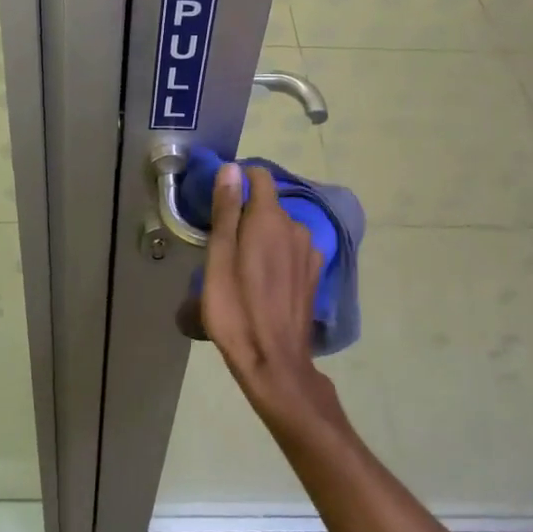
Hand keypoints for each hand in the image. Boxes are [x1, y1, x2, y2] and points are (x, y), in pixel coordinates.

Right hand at [200, 163, 346, 434]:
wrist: (275, 362)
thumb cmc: (236, 309)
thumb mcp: (219, 258)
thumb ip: (227, 210)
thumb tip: (231, 169)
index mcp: (271, 219)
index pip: (260, 177)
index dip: (239, 180)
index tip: (219, 198)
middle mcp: (296, 228)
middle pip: (269, 205)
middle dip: (246, 212)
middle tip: (221, 239)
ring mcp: (309, 253)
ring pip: (281, 229)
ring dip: (261, 236)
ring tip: (239, 263)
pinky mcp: (313, 276)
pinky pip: (291, 250)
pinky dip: (275, 254)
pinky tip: (261, 279)